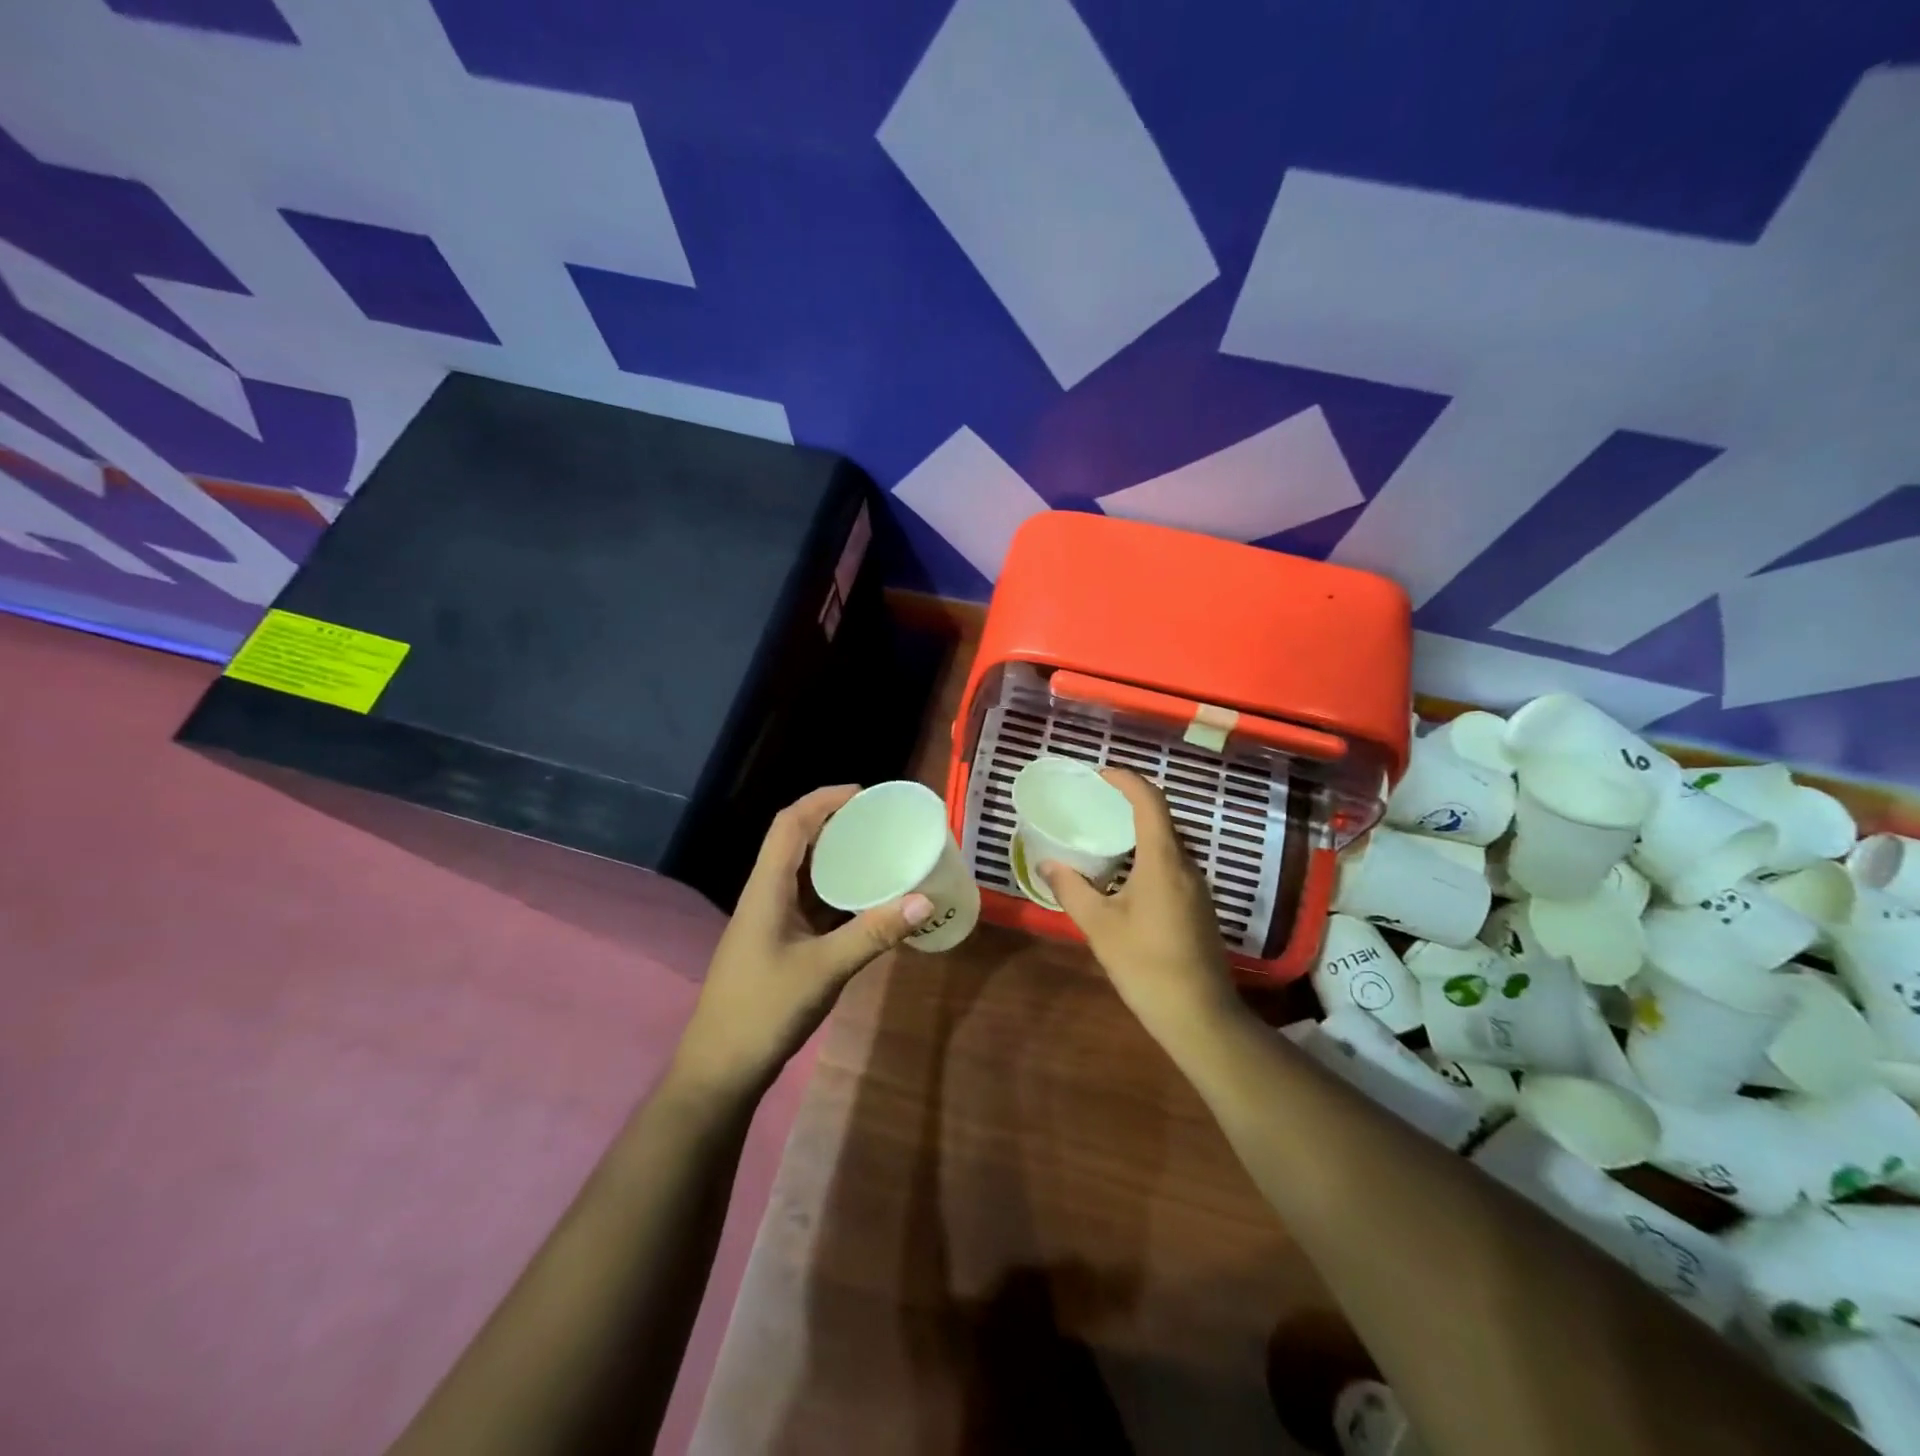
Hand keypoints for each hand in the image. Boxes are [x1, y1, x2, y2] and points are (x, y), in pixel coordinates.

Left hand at [670, 785, 933, 1098]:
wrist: (720, 1069)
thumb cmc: (764, 1010)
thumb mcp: (825, 970)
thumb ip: (874, 933)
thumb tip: (923, 900)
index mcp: (766, 888)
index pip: (790, 824)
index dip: (823, 800)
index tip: (864, 793)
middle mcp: (765, 895)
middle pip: (796, 841)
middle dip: (834, 823)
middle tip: (879, 821)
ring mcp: (770, 920)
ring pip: (802, 873)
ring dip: (835, 857)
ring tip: (877, 851)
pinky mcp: (778, 943)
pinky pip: (809, 902)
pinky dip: (835, 891)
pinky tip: (864, 900)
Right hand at [1039, 769, 1244, 1046]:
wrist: (1199, 1015)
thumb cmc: (1146, 965)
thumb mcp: (1099, 926)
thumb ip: (1072, 889)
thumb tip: (1047, 864)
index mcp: (1163, 861)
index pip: (1150, 802)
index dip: (1127, 780)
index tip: (1101, 774)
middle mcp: (1186, 865)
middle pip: (1162, 820)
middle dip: (1130, 804)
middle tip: (1095, 804)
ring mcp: (1197, 888)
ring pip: (1168, 845)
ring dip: (1139, 833)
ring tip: (1104, 838)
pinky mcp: (1199, 907)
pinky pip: (1172, 866)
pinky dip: (1148, 857)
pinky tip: (1124, 878)